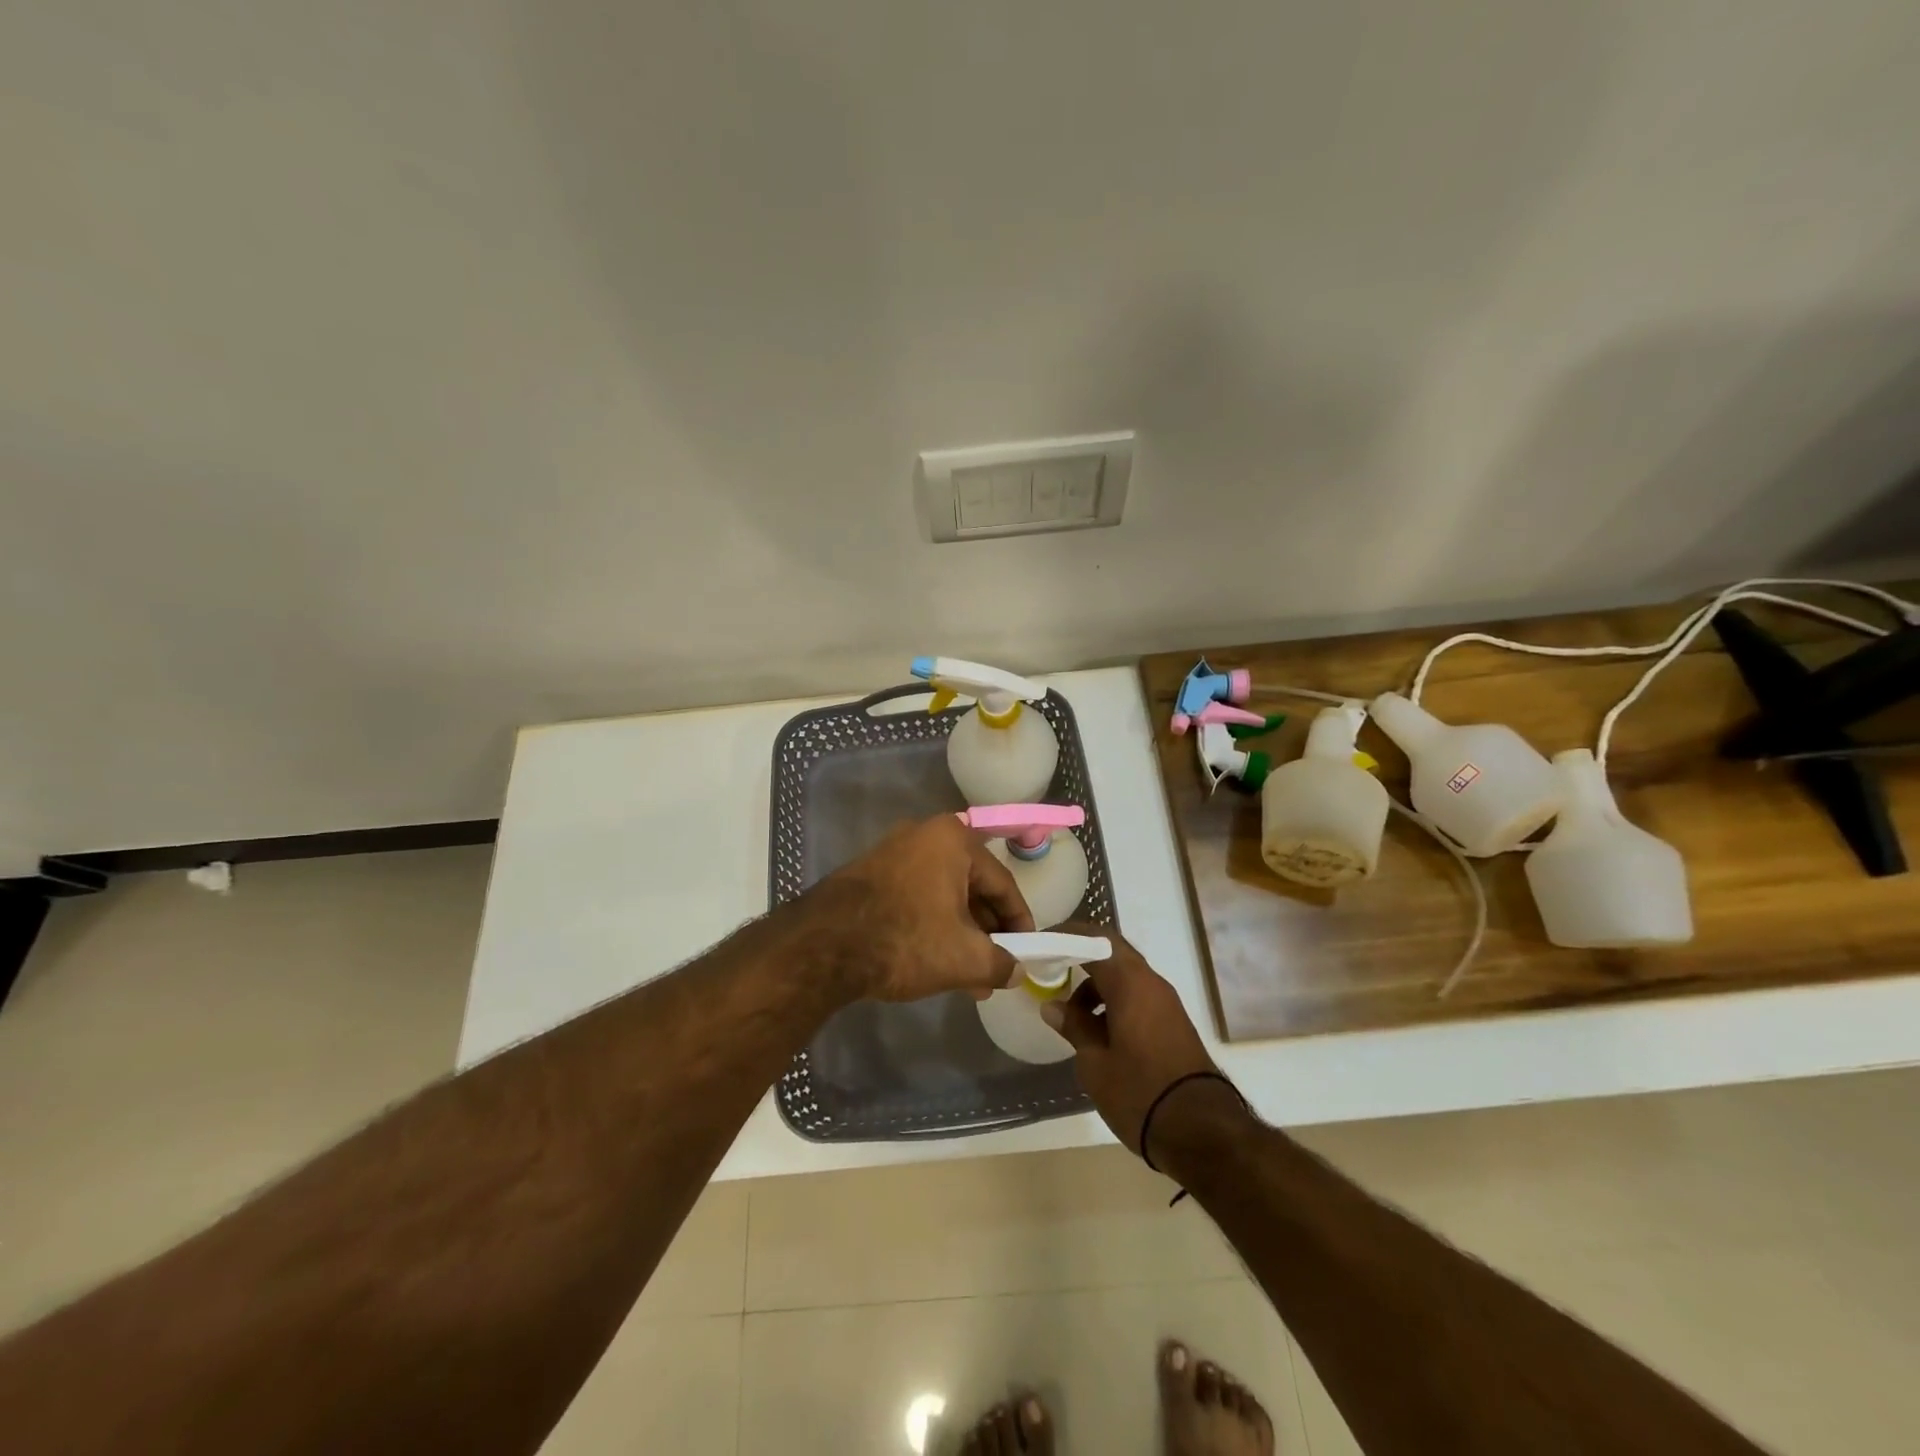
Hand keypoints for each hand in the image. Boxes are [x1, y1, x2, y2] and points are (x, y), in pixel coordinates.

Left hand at [807, 815, 1034, 1002]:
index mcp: (954, 840)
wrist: (824, 945)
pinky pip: (916, 897)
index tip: (1027, 951)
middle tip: (997, 967)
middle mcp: (924, 835)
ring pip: (943, 895)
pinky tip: (937, 963)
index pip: (1002, 882)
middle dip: (987, 932)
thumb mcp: (964, 958)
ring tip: (970, 978)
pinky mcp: (869, 874)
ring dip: (960, 934)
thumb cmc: (906, 939)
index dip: (1019, 921)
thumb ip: (1001, 964)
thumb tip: (1017, 972)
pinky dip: (932, 926)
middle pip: (971, 886)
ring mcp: (892, 852)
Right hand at [1040, 927, 1224, 1156]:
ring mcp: (1166, 1003)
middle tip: (1051, 970)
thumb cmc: (1139, 1092)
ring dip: (1096, 986)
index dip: (1067, 935)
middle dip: (1081, 958)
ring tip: (1071, 1016)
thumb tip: (1053, 1006)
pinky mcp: (1173, 1024)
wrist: (1201, 1132)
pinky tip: (1098, 1033)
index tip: (1041, 942)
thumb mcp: (1095, 1063)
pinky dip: (1113, 1002)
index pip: (1095, 938)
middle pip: (1113, 953)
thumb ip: (1074, 1027)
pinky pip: (1137, 997)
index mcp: (1131, 982)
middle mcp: (1152, 983)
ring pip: (1125, 977)